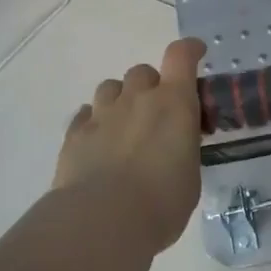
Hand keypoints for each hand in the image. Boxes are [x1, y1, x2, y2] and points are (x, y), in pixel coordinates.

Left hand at [55, 38, 205, 252]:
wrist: (103, 221)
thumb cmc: (161, 203)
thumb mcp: (190, 175)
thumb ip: (183, 150)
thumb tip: (175, 148)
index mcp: (174, 103)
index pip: (181, 56)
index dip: (189, 50)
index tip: (195, 52)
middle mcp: (137, 98)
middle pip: (143, 71)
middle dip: (151, 86)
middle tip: (156, 113)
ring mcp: (102, 114)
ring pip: (110, 87)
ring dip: (120, 100)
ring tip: (124, 126)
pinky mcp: (75, 134)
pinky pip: (85, 115)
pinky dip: (94, 122)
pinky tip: (98, 141)